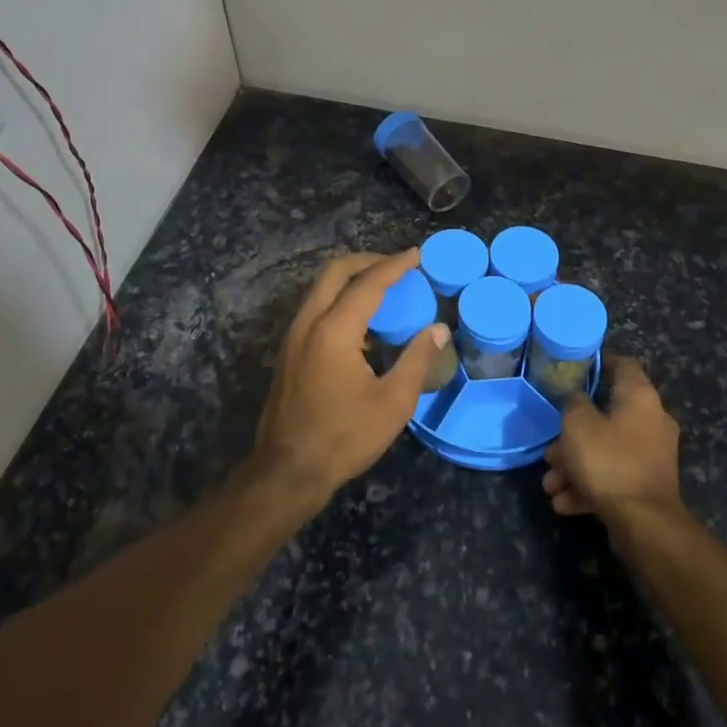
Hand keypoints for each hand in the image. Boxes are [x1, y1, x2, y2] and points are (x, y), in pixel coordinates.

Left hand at [251, 250, 449, 512]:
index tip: (417, 255)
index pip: (368, 283)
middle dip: (367, 261)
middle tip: (398, 266)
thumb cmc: (344, 438)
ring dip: (351, 279)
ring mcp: (293, 337)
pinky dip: (340, 300)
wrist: (288, 471)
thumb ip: (416, 359)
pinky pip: (316, 309)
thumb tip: (438, 329)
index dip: (395, 266)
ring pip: (321, 289)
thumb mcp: (392, 402)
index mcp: (334, 331)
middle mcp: (308, 323)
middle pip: (335, 272)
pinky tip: (363, 324)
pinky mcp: (289, 352)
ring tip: (384, 289)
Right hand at [542, 356, 682, 526]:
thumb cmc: (609, 461)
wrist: (644, 523)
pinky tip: (564, 502)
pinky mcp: (646, 485)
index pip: (622, 365)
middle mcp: (651, 421)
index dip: (598, 363)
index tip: (575, 371)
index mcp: (640, 397)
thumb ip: (574, 403)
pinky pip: (613, 476)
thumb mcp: (578, 424)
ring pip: (605, 450)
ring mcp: (651, 455)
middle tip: (550, 450)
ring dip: (574, 465)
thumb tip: (579, 399)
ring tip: (550, 484)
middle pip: (606, 416)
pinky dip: (589, 486)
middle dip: (572, 434)